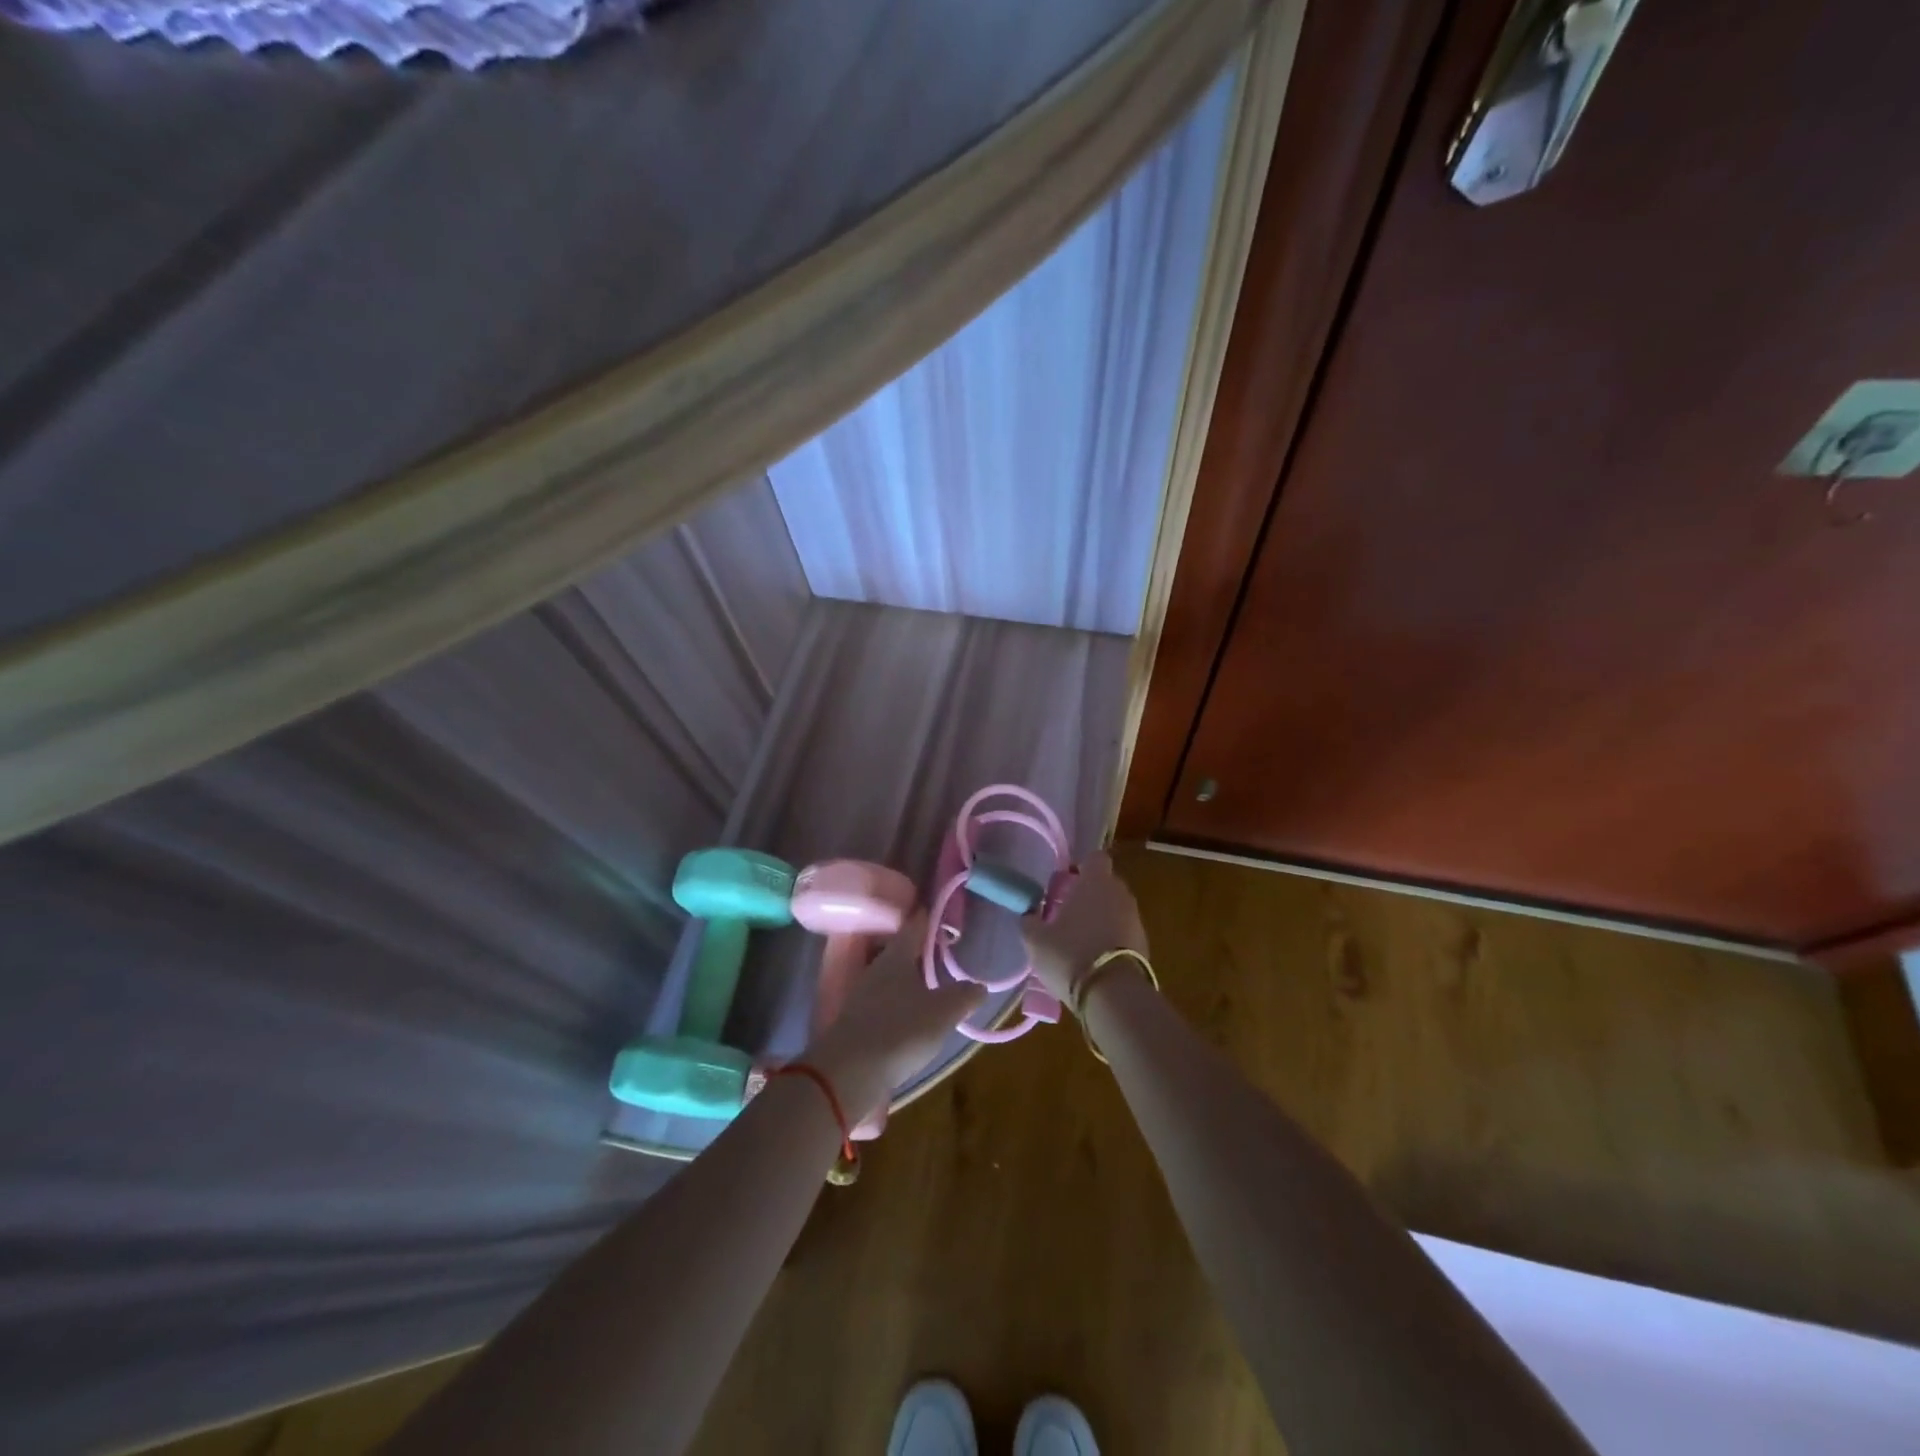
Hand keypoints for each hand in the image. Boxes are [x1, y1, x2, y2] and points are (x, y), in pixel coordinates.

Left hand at [804, 910, 985, 1123]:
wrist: (848, 1074)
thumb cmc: (900, 1031)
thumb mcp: (942, 1013)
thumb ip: (963, 996)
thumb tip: (979, 985)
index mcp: (896, 956)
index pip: (914, 926)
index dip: (928, 917)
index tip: (940, 911)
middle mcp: (876, 969)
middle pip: (899, 950)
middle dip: (919, 949)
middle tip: (941, 950)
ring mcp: (862, 995)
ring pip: (890, 976)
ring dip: (908, 977)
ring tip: (930, 984)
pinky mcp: (856, 1021)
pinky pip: (882, 1000)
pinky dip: (898, 1000)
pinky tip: (911, 1014)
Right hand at [1021, 851, 1149, 1004]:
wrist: (1113, 993)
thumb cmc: (1070, 954)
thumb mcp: (1035, 939)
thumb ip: (1030, 920)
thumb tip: (1030, 914)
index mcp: (1095, 882)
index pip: (1094, 858)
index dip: (1080, 867)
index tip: (1065, 882)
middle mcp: (1120, 893)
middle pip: (1106, 883)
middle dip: (1089, 893)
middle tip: (1067, 912)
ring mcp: (1135, 918)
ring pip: (1116, 908)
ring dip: (1101, 917)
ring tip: (1079, 939)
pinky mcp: (1144, 944)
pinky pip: (1124, 931)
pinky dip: (1111, 938)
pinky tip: (1094, 957)